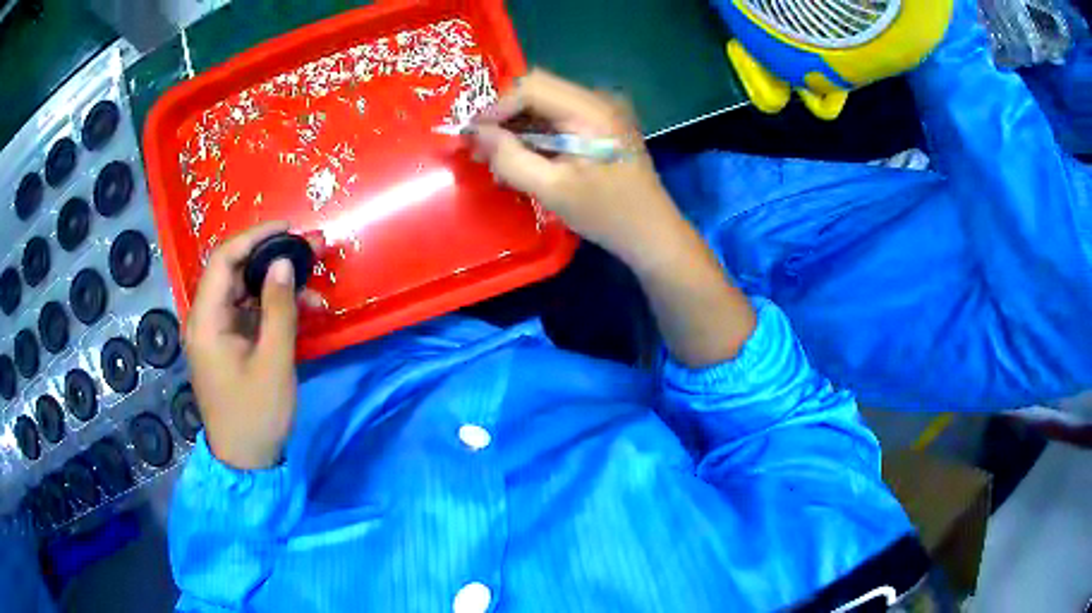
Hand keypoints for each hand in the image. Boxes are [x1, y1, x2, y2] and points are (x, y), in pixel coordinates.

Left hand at [185, 221, 321, 469]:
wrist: (245, 461)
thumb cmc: (256, 414)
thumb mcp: (274, 362)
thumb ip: (279, 308)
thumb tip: (284, 262)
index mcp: (206, 321)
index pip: (223, 259)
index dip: (255, 236)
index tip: (289, 229)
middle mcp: (205, 319)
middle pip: (234, 271)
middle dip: (272, 257)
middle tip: (312, 251)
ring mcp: (216, 332)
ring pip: (244, 291)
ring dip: (277, 284)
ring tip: (315, 285)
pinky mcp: (228, 345)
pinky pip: (249, 313)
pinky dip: (273, 308)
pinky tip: (304, 311)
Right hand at [470, 70, 686, 271]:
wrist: (652, 233)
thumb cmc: (608, 214)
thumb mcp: (553, 190)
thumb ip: (511, 159)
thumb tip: (476, 134)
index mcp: (592, 110)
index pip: (532, 87)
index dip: (496, 106)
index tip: (471, 134)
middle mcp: (597, 99)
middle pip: (537, 90)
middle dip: (503, 115)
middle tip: (478, 145)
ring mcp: (601, 110)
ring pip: (544, 103)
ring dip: (516, 125)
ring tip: (492, 155)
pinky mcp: (599, 124)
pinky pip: (557, 117)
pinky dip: (534, 133)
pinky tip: (518, 156)